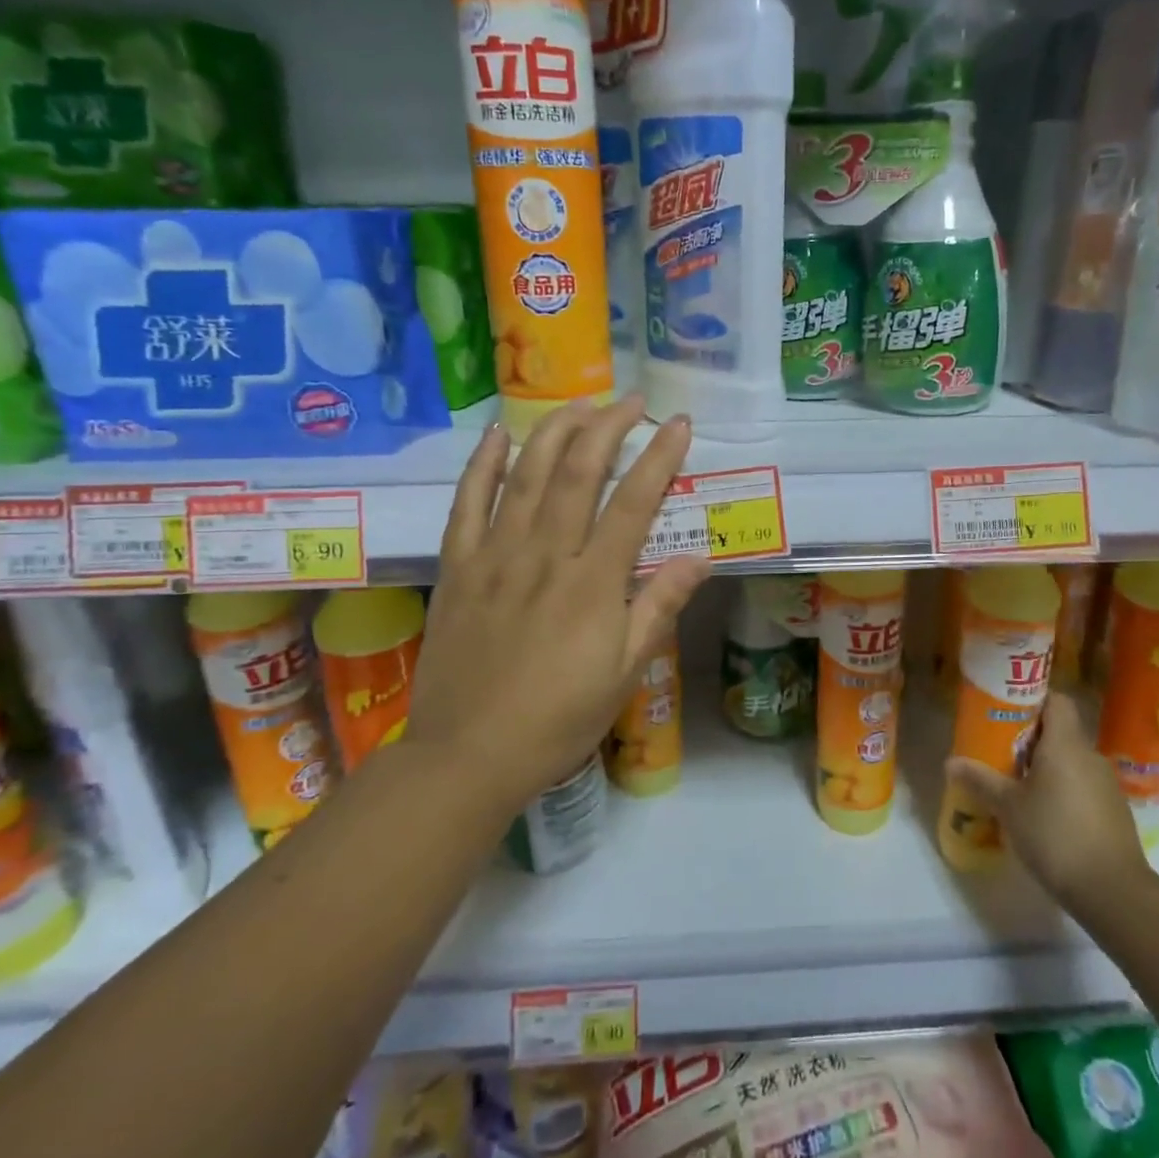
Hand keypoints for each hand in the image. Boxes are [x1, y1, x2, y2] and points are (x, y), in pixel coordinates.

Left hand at [408, 396, 708, 819]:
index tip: (680, 425)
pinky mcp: (458, 569)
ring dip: (555, 432)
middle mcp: (545, 556)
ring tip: (579, 403)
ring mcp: (495, 557)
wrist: (467, 755)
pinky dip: (483, 464)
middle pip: (578, 474)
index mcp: (592, 583)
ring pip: (526, 476)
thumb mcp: (623, 673)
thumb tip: (699, 559)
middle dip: (608, 428)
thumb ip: (658, 608)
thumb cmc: (557, 720)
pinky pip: (467, 504)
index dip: (660, 458)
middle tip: (630, 401)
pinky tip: (499, 434)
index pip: (634, 503)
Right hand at [944, 690, 1152, 916]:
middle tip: (1001, 752)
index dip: (1032, 700)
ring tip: (1018, 786)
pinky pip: (1083, 786)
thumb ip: (980, 780)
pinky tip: (1045, 816)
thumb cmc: (1055, 835)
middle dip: (1031, 739)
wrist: (1113, 890)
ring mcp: (1107, 784)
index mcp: (1065, 744)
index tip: (1007, 712)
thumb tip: (951, 762)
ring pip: (1072, 761)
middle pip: (1060, 731)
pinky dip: (1064, 791)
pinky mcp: (1114, 811)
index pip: (1056, 700)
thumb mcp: (1008, 807)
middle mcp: (1089, 755)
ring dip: (1047, 768)